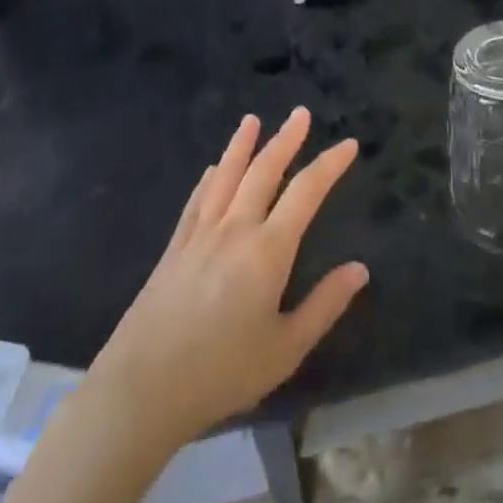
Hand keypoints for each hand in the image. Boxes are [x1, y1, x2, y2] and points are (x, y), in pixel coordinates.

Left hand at [85, 108, 368, 452]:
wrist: (142, 390)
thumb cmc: (222, 373)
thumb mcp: (286, 348)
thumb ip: (324, 305)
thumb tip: (360, 268)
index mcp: (267, 251)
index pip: (305, 193)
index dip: (329, 165)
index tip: (348, 144)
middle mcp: (234, 230)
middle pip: (263, 172)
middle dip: (285, 140)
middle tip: (300, 113)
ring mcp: (199, 236)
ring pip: (226, 177)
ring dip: (242, 146)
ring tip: (252, 120)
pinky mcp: (174, 249)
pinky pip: (196, 201)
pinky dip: (209, 178)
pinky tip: (213, 168)